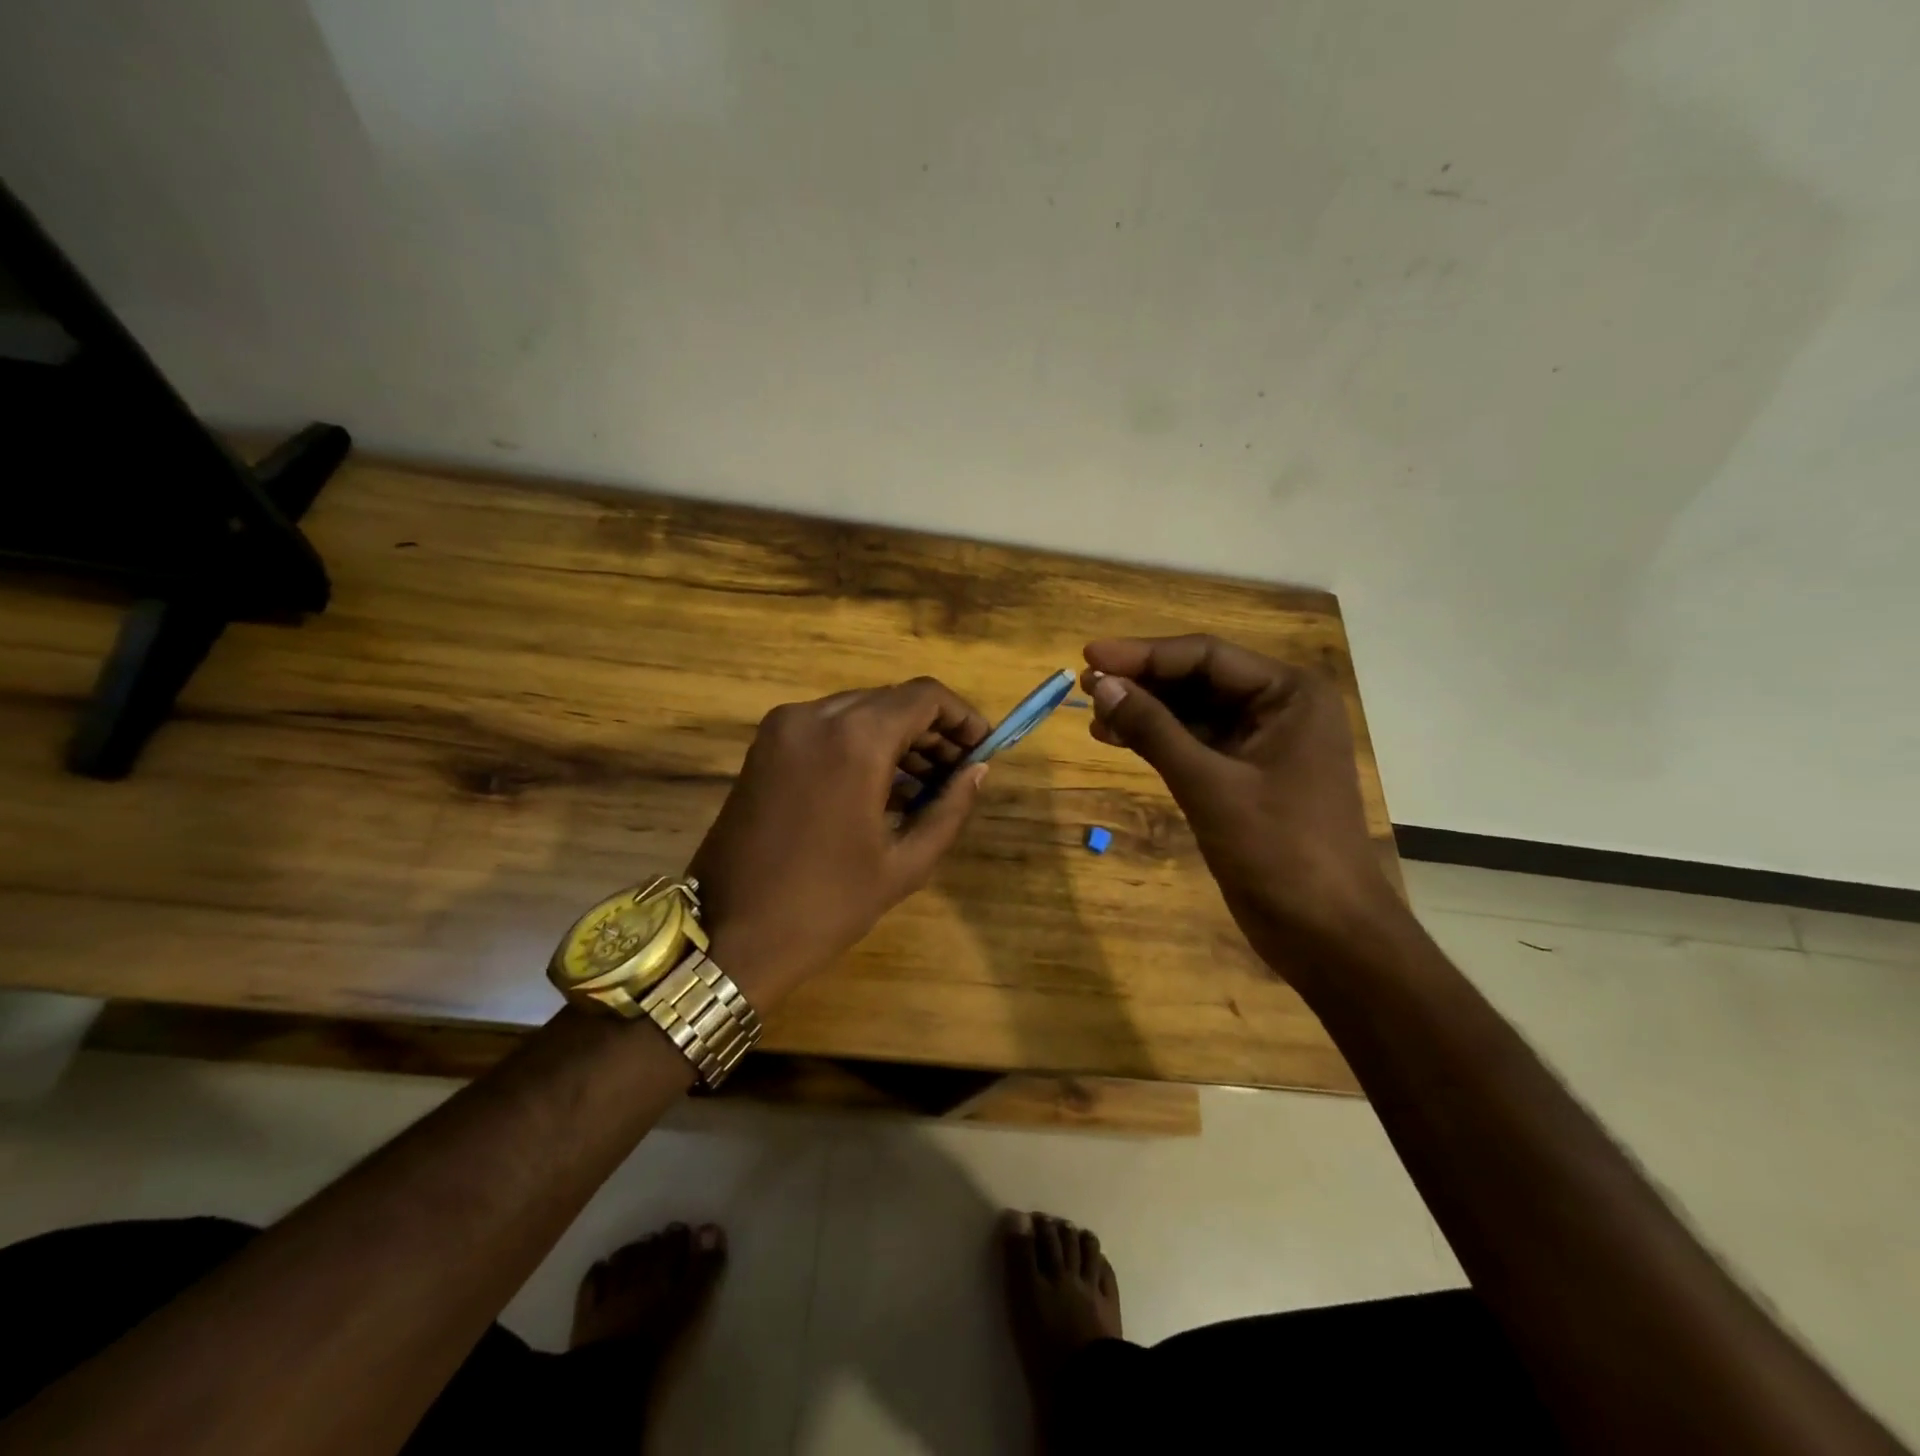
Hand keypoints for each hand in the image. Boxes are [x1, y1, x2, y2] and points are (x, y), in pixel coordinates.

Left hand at [689, 678, 990, 1006]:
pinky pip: (827, 729)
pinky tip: (882, 788)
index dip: (962, 717)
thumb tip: (977, 771)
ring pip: (859, 712)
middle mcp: (815, 716)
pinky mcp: (764, 747)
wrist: (729, 936)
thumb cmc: (826, 905)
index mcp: (853, 739)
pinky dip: (861, 746)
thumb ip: (949, 808)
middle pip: (891, 701)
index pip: (924, 696)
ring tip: (926, 786)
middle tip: (959, 773)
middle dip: (932, 731)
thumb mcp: (904, 863)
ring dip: (897, 738)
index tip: (983, 749)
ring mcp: (783, 728)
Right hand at [1081, 635, 1397, 964]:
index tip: (1089, 655)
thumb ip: (1154, 731)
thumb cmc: (1279, 851)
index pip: (1206, 656)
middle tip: (1085, 684)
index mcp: (1289, 694)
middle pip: (1198, 679)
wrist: (1326, 934)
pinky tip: (1116, 739)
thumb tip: (1101, 685)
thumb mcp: (1210, 785)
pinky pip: (1194, 744)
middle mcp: (1279, 708)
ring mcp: (1262, 744)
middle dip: (1142, 682)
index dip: (1143, 654)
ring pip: (1192, 712)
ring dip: (1144, 712)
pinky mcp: (1244, 777)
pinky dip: (1157, 741)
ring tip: (1092, 714)